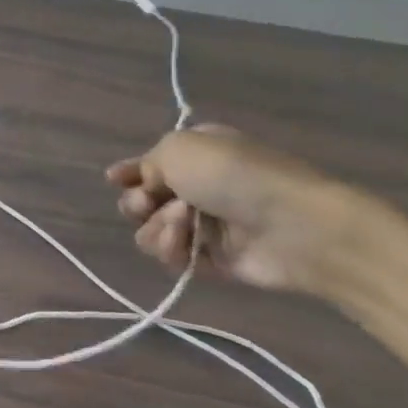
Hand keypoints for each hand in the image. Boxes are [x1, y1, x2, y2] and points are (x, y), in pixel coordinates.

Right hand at [105, 127, 361, 293]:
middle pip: (142, 200)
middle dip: (137, 203)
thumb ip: (146, 164)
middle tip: (147, 203)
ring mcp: (205, 224)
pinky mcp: (210, 258)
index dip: (128, 173)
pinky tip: (187, 246)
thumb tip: (146, 187)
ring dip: (157, 228)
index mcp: (196, 154)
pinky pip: (172, 256)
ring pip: (150, 231)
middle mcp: (197, 187)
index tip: (114, 180)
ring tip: (182, 225)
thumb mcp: (178, 148)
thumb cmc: (233, 176)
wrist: (292, 226)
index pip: (149, 164)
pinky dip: (172, 250)